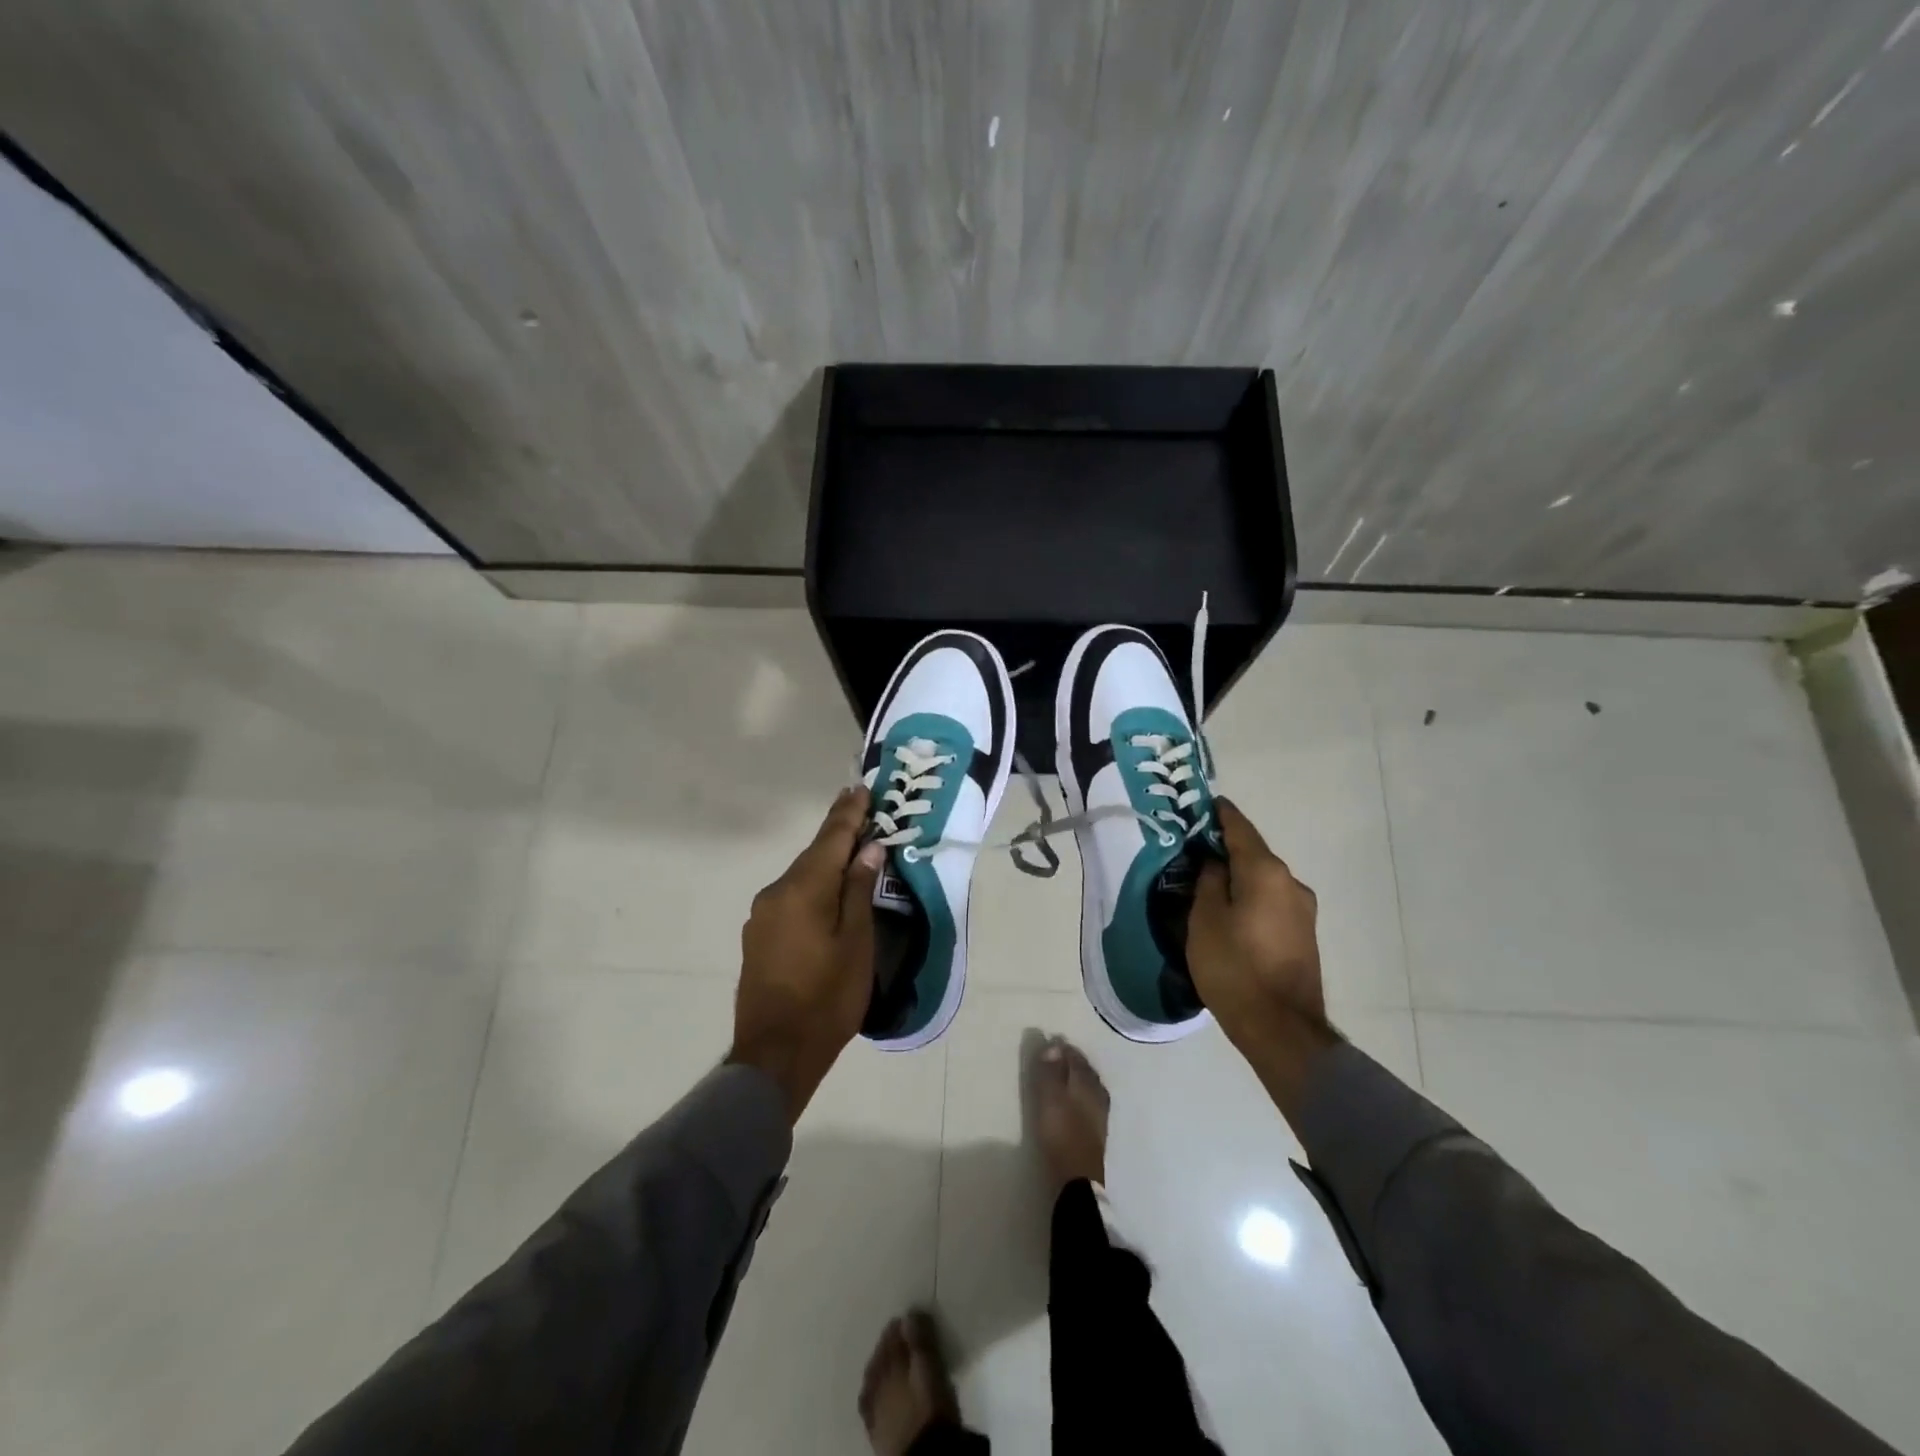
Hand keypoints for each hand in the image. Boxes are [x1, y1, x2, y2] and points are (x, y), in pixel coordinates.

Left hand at [729, 787, 885, 1122]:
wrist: (775, 1054)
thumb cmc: (827, 998)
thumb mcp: (856, 943)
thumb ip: (858, 890)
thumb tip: (867, 849)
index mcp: (802, 890)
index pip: (830, 839)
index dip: (848, 813)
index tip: (861, 788)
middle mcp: (776, 893)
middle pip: (813, 855)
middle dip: (839, 834)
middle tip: (863, 812)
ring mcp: (762, 915)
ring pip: (801, 877)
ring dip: (826, 861)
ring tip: (852, 850)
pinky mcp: (758, 936)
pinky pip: (791, 897)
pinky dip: (813, 886)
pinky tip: (828, 892)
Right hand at [1190, 798, 1339, 1117]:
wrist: (1280, 1027)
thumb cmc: (1234, 966)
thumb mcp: (1204, 919)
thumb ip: (1208, 881)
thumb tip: (1215, 863)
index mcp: (1265, 871)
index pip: (1239, 828)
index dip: (1218, 814)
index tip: (1201, 803)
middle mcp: (1290, 882)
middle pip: (1252, 853)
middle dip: (1224, 848)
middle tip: (1192, 848)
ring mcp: (1302, 909)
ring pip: (1262, 879)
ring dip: (1237, 875)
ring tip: (1207, 882)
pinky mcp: (1304, 933)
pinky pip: (1271, 900)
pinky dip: (1250, 895)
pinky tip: (1229, 909)